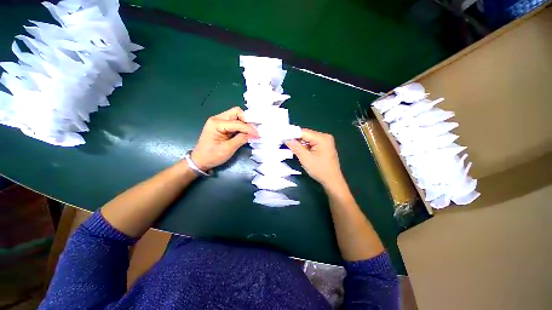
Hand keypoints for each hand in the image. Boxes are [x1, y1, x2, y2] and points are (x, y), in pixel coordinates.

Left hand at [191, 107, 257, 170]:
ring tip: (251, 132)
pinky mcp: (221, 126)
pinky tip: (245, 132)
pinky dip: (241, 126)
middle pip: (236, 112)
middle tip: (253, 131)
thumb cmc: (212, 156)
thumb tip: (253, 134)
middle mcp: (217, 118)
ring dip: (245, 123)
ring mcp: (219, 121)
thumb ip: (241, 139)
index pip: (237, 122)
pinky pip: (234, 122)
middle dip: (247, 120)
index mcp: (216, 123)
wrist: (200, 160)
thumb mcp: (228, 149)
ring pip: (236, 116)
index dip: (249, 128)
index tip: (258, 135)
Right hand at [285, 129, 343, 187]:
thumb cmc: (320, 170)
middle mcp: (325, 137)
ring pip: (308, 140)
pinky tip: (301, 152)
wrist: (332, 181)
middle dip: (297, 141)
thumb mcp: (305, 158)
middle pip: (306, 135)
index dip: (292, 135)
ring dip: (301, 145)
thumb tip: (287, 139)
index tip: (283, 138)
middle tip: (287, 146)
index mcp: (322, 138)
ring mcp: (325, 142)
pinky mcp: (324, 146)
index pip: (304, 132)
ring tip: (293, 150)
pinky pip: (312, 144)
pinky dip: (305, 147)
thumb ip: (296, 147)